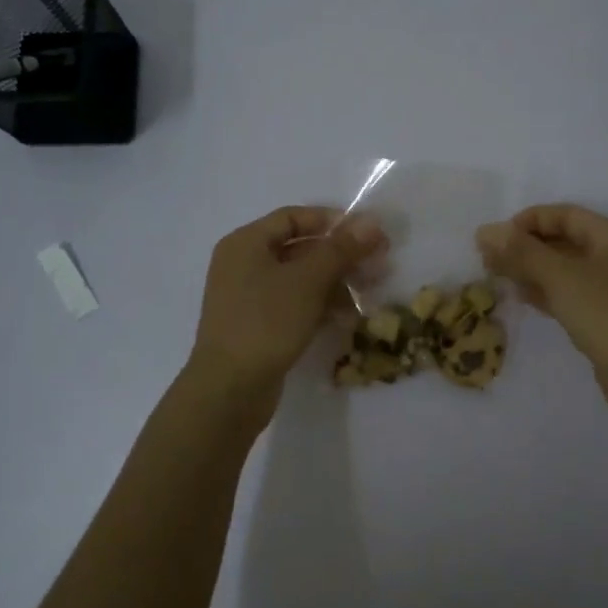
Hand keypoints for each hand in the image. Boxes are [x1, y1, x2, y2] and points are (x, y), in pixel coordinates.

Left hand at [187, 206, 386, 403]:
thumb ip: (340, 249)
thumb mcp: (308, 281)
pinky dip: (320, 305)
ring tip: (370, 292)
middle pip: (299, 248)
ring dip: (336, 282)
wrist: (229, 390)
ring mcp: (249, 298)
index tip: (367, 233)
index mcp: (246, 243)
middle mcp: (244, 264)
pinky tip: (348, 317)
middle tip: (378, 264)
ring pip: (300, 279)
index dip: (331, 221)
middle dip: (340, 255)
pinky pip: (294, 305)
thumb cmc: (266, 323)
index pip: (293, 217)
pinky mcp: (258, 326)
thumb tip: (371, 221)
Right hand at [477, 205, 607, 418]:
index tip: (495, 237)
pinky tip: (523, 298)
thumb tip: (485, 230)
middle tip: (489, 259)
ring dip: (533, 271)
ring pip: (567, 271)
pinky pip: (573, 296)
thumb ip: (521, 252)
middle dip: (526, 247)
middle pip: (565, 241)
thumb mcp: (561, 277)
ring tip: (498, 277)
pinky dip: (547, 293)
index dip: (528, 220)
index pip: (565, 215)